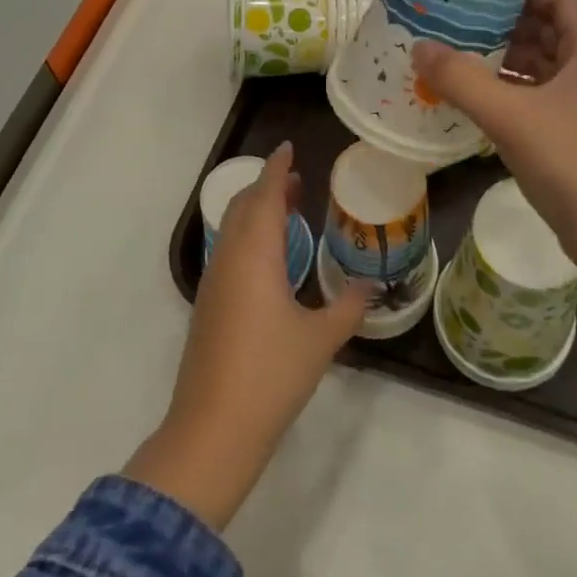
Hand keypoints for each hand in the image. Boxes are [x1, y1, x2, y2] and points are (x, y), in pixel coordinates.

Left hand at [124, 143, 368, 527]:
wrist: (213, 428)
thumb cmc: (271, 374)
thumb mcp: (321, 340)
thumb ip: (348, 307)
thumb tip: (369, 287)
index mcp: (255, 255)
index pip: (266, 196)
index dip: (277, 169)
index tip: (289, 148)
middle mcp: (229, 258)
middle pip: (245, 206)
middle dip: (268, 187)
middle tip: (297, 180)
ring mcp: (214, 281)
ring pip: (233, 228)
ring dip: (257, 211)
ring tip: (287, 211)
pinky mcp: (207, 305)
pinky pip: (228, 250)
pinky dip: (248, 236)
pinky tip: (268, 258)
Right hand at [411, 0, 576, 286]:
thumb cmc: (574, 164)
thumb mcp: (511, 117)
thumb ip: (462, 79)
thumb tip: (420, 47)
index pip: (563, 1)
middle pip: (552, 34)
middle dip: (508, 26)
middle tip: (461, 22)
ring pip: (547, 70)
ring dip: (508, 62)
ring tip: (462, 58)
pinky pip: (545, 102)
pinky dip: (515, 95)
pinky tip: (482, 104)